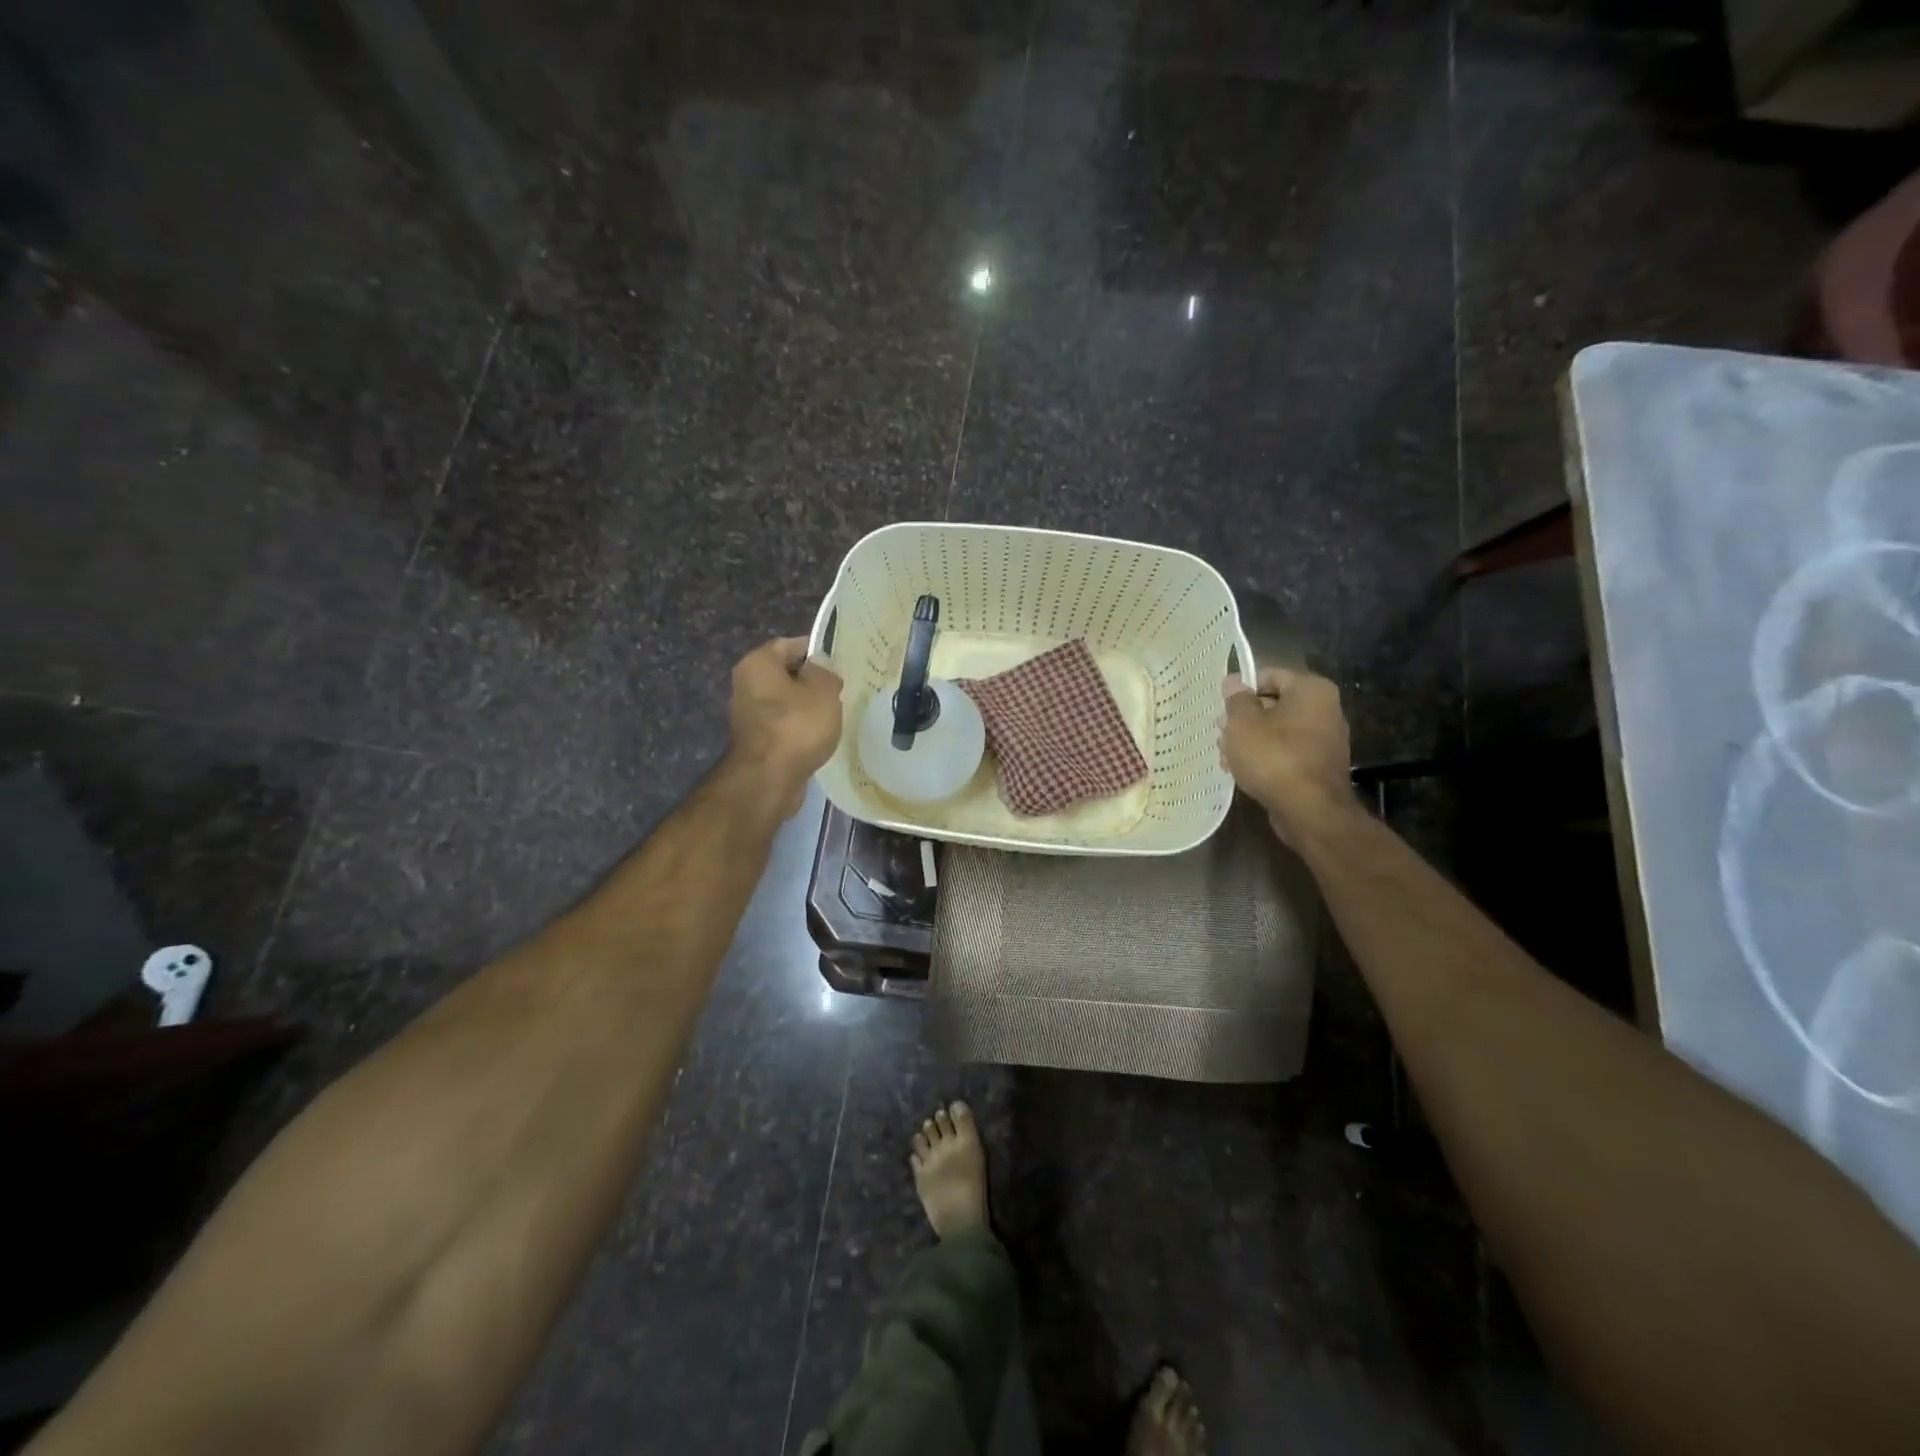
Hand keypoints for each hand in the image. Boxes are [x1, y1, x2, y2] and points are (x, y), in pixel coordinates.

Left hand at [726, 636, 843, 813]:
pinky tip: (820, 735)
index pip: (789, 644)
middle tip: (841, 688)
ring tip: (835, 712)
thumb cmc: (796, 726)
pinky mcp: (757, 741)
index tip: (839, 662)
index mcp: (757, 663)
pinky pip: (783, 724)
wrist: (769, 778)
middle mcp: (746, 684)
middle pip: (785, 673)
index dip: (815, 650)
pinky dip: (800, 727)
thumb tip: (821, 672)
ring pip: (785, 701)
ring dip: (807, 706)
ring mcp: (749, 715)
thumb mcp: (823, 691)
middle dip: (812, 680)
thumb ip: (826, 673)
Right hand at [1221, 667, 1353, 841]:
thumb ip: (1236, 699)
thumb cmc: (1273, 757)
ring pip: (1277, 731)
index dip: (1240, 690)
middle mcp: (1325, 709)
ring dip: (1250, 741)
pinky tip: (1243, 772)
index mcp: (1310, 689)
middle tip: (1221, 735)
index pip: (1268, 675)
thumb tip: (1233, 681)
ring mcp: (1325, 740)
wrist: (1309, 811)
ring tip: (1227, 758)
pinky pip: (1286, 753)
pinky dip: (1266, 758)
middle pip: (1273, 704)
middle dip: (1244, 719)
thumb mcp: (1243, 723)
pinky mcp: (1319, 766)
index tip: (1221, 708)